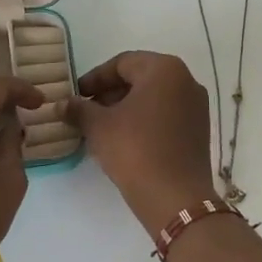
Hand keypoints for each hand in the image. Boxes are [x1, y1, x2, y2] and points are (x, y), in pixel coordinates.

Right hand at [66, 51, 218, 229]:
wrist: (176, 198)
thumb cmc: (135, 150)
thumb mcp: (99, 127)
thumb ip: (79, 109)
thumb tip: (62, 104)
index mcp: (164, 69)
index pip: (122, 63)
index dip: (95, 78)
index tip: (76, 95)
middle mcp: (186, 80)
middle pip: (140, 77)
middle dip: (110, 93)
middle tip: (86, 111)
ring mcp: (196, 105)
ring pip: (153, 97)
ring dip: (126, 107)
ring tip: (102, 127)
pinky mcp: (199, 129)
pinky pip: (166, 114)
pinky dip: (145, 119)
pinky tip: (125, 139)